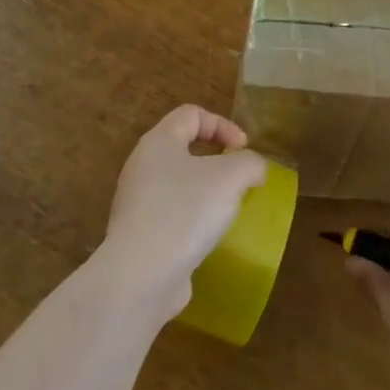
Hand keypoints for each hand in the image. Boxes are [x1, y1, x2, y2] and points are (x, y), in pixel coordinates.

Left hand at [98, 106, 267, 317]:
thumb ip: (249, 163)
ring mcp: (137, 203)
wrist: (141, 275)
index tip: (243, 151)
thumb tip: (253, 169)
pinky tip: (208, 239)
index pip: (191, 114)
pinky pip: (172, 217)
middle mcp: (142, 166)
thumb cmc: (185, 211)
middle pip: (183, 149)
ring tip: (228, 211)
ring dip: (206, 193)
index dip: (222, 125)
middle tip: (239, 181)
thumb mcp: (230, 177)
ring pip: (178, 185)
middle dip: (216, 161)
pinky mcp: (139, 236)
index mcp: (158, 142)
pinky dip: (193, 222)